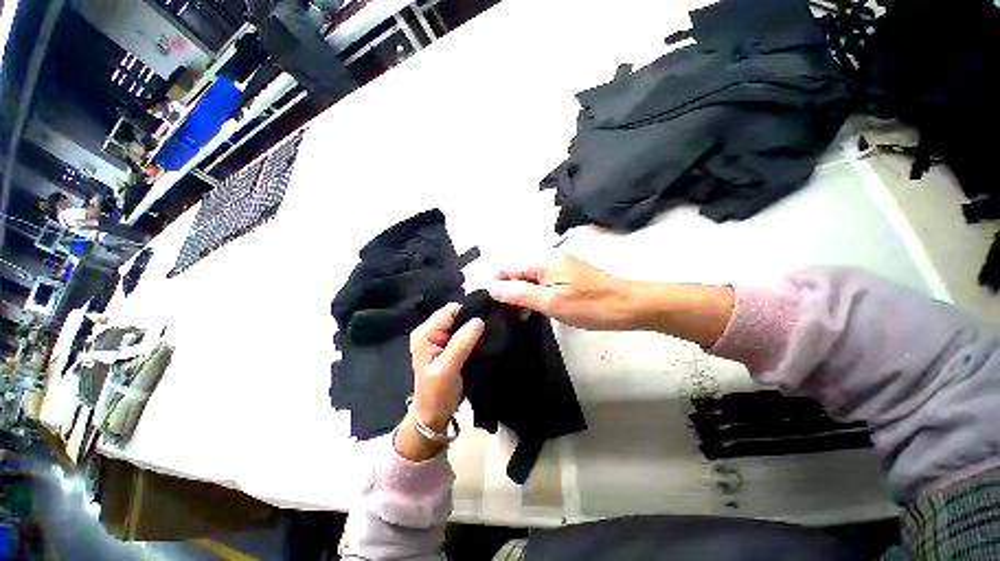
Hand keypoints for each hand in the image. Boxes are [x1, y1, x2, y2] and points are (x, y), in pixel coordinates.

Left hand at [396, 304, 483, 461]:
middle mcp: (431, 331)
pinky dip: (474, 333)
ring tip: (492, 328)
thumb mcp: (448, 369)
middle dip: (474, 316)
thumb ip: (461, 343)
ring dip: (475, 325)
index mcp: (425, 333)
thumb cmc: (437, 394)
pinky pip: (464, 332)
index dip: (469, 310)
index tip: (490, 314)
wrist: (434, 414)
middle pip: (456, 314)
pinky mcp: (449, 345)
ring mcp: (440, 338)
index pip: (450, 311)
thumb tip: (479, 320)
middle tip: (494, 322)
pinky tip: (486, 336)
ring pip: (462, 322)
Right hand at [488, 253, 638, 329]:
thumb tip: (492, 288)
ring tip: (511, 316)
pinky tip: (528, 311)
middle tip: (497, 314)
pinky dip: (531, 297)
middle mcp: (547, 259)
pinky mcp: (564, 278)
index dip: (493, 283)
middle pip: (516, 272)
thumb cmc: (590, 305)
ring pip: (527, 279)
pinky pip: (539, 284)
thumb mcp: (551, 302)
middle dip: (504, 291)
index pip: (507, 267)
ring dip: (517, 296)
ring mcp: (557, 268)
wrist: (629, 306)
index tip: (483, 303)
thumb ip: (519, 293)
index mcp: (542, 260)